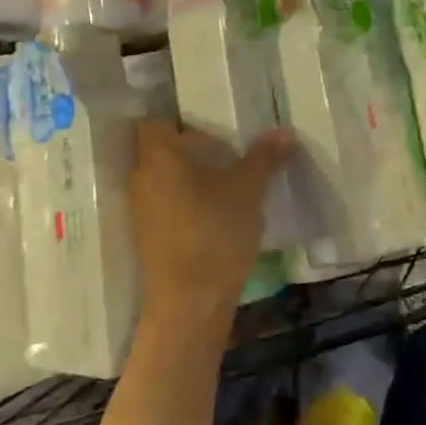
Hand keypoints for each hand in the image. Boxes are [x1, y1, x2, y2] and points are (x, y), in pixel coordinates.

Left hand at [130, 119, 292, 342]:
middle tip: (229, 151)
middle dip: (192, 149)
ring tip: (229, 182)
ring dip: (192, 178)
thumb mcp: (248, 191)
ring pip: (165, 179)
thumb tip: (283, 131)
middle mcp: (142, 178)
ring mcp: (142, 210)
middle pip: (161, 151)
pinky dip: (188, 202)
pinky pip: (167, 204)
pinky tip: (219, 213)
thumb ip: (264, 158)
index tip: (211, 126)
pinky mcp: (149, 237)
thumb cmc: (215, 232)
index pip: (155, 122)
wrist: (190, 303)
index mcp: (159, 157)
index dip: (180, 121)